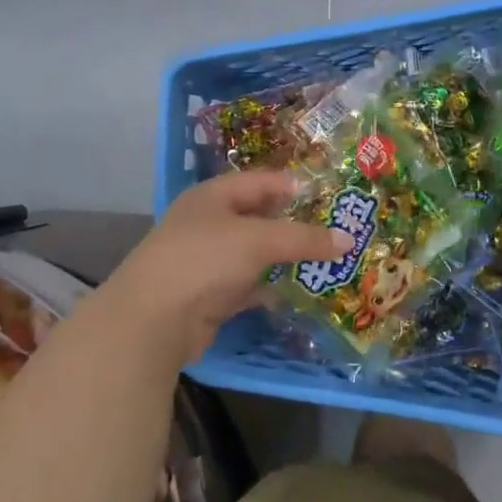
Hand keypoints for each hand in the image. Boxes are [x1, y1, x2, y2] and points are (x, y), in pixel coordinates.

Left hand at [100, 169, 352, 363]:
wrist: (153, 321)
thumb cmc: (203, 261)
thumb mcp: (258, 240)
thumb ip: (303, 239)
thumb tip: (348, 240)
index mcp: (213, 197)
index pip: (260, 181)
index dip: (294, 186)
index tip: (331, 196)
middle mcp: (209, 224)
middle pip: (260, 217)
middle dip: (296, 224)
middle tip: (337, 229)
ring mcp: (208, 261)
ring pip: (257, 254)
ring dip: (287, 259)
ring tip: (328, 260)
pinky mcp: (211, 295)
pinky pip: (250, 286)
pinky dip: (272, 289)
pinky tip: (301, 292)